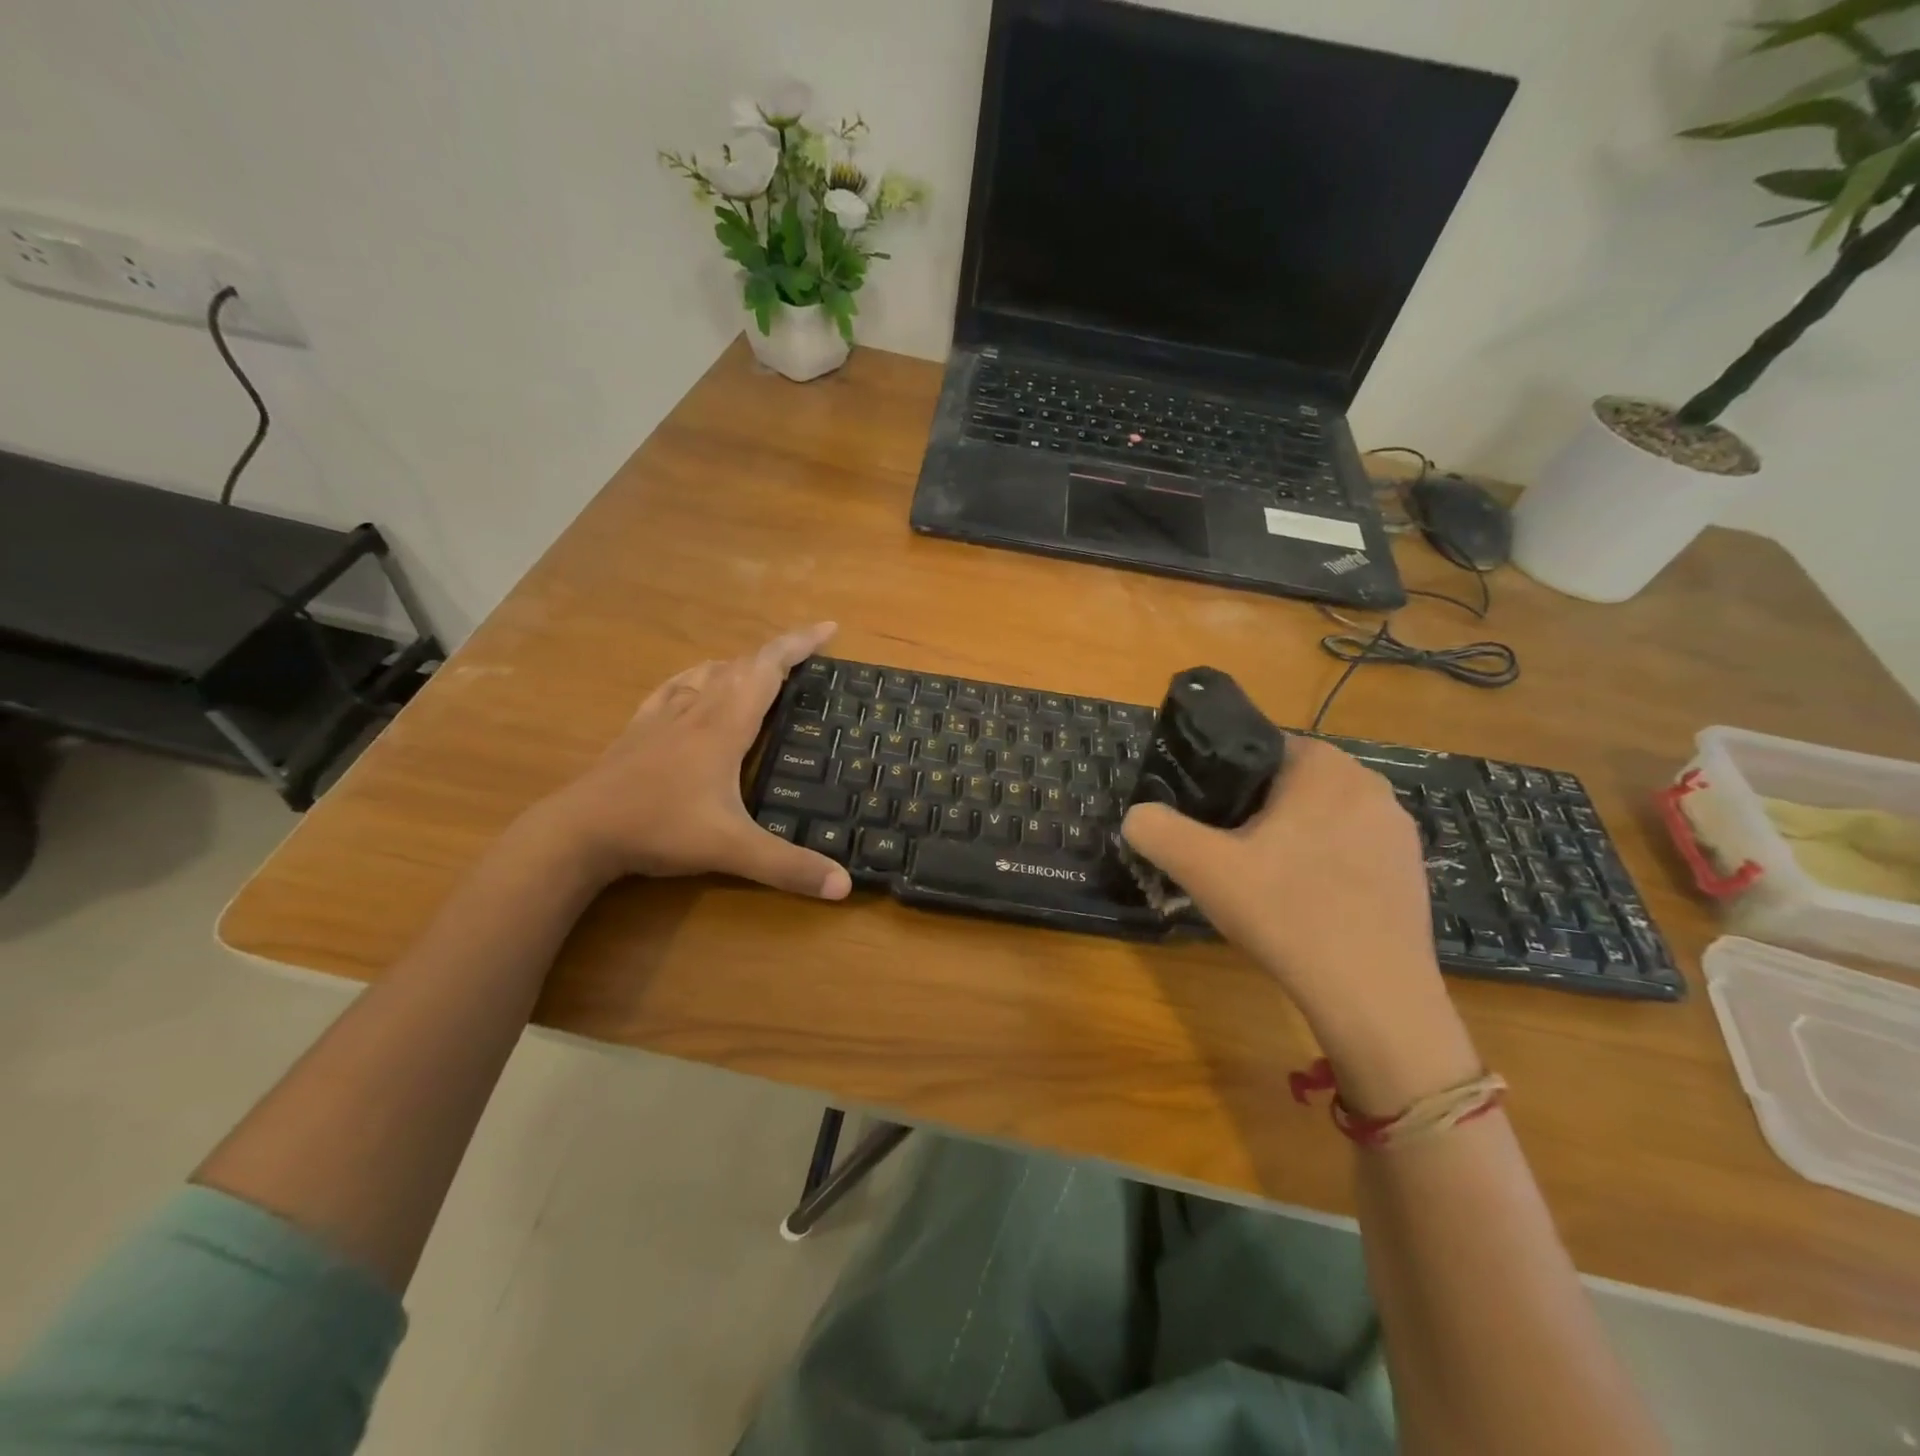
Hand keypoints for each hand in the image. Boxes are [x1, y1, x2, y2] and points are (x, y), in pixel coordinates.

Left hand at [535, 622, 853, 900]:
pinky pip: (675, 688)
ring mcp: (663, 717)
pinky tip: (694, 685)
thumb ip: (789, 867)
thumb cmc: (659, 829)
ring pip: (708, 673)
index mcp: (724, 726)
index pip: (768, 669)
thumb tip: (845, 887)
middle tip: (808, 656)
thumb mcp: (731, 850)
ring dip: (741, 664)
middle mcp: (697, 710)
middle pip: (742, 664)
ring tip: (761, 673)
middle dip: (779, 653)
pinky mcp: (639, 730)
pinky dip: (697, 678)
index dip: (800, 644)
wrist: (578, 832)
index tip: (829, 628)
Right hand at [1121, 736, 1477, 1111]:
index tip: (1207, 820)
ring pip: (1321, 817)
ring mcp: (1397, 829)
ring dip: (1291, 838)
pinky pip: (1351, 849)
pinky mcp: (1412, 869)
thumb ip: (1157, 830)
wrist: (1374, 996)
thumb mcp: (1203, 869)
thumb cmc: (1287, 913)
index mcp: (1323, 766)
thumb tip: (1136, 816)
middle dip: (1256, 811)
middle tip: (1228, 854)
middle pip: (1290, 784)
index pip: (1259, 748)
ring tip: (1264, 882)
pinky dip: (1324, 865)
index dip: (1224, 780)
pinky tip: (1306, 905)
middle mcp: (1369, 784)